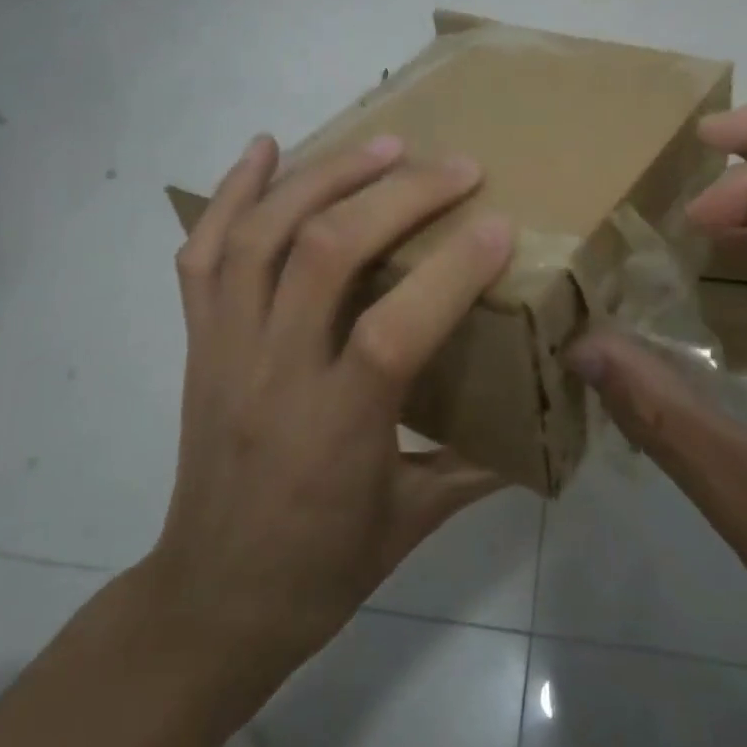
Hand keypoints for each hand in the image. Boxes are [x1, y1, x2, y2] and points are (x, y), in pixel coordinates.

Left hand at [136, 132, 513, 736]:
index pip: (394, 328)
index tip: (500, 225)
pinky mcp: (198, 342)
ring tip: (382, 144)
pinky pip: (204, 254)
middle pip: (324, 253)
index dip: (451, 269)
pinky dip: (233, 192)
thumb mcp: (414, 522)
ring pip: (261, 236)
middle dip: (397, 195)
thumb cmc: (320, 569)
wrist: (210, 602)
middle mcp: (273, 374)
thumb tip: (547, 427)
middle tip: (454, 166)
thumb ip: (481, 466)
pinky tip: (266, 148)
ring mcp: (225, 349)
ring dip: (325, 176)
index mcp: (337, 428)